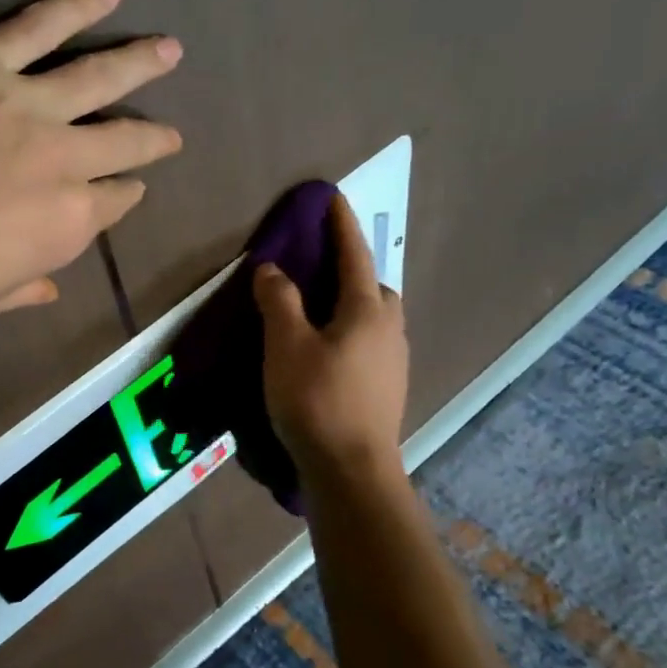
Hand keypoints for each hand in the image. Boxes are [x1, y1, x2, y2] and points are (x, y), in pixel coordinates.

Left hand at [0, 0, 182, 334]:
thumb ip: (23, 289)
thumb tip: (50, 286)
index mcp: (65, 225)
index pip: (113, 202)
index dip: (125, 193)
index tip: (131, 185)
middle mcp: (61, 161)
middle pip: (122, 140)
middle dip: (153, 136)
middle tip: (172, 131)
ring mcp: (22, 106)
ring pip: (97, 74)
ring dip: (140, 61)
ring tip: (170, 49)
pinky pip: (37, 26)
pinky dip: (77, 5)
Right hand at [254, 193, 407, 482]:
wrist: (352, 470)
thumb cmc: (317, 401)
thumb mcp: (286, 345)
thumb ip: (279, 302)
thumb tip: (272, 269)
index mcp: (368, 310)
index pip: (354, 255)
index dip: (341, 226)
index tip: (333, 197)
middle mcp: (390, 329)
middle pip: (373, 287)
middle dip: (350, 271)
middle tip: (319, 269)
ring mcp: (394, 361)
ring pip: (374, 319)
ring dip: (351, 306)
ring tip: (318, 314)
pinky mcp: (388, 388)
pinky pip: (370, 345)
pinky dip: (350, 335)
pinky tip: (329, 354)